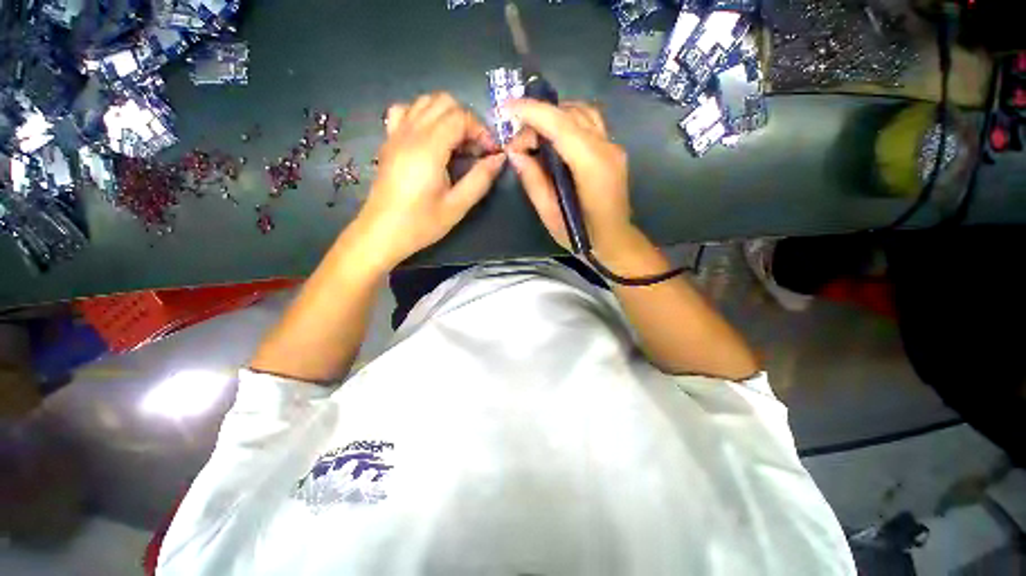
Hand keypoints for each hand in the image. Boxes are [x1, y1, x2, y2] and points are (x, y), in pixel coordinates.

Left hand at [354, 92, 505, 269]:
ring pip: (425, 102)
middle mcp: (410, 132)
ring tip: (456, 144)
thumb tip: (499, 158)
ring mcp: (396, 134)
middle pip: (443, 102)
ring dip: (447, 116)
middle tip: (475, 149)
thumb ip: (480, 179)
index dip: (480, 131)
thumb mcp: (457, 206)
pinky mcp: (389, 141)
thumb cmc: (421, 223)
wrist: (382, 232)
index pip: (460, 117)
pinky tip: (430, 137)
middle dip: (466, 121)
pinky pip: (404, 111)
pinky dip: (422, 115)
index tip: (489, 154)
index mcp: (428, 148)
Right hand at [505, 100, 637, 261]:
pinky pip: (589, 122)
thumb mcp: (550, 215)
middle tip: (518, 141)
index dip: (532, 112)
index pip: (560, 124)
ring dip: (554, 116)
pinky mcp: (613, 150)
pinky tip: (554, 138)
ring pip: (582, 112)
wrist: (615, 241)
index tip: (506, 109)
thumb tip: (515, 152)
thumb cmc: (582, 236)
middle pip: (570, 114)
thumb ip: (533, 181)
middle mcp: (607, 148)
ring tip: (534, 135)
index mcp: (591, 166)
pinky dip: (568, 121)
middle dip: (539, 118)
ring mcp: (613, 147)